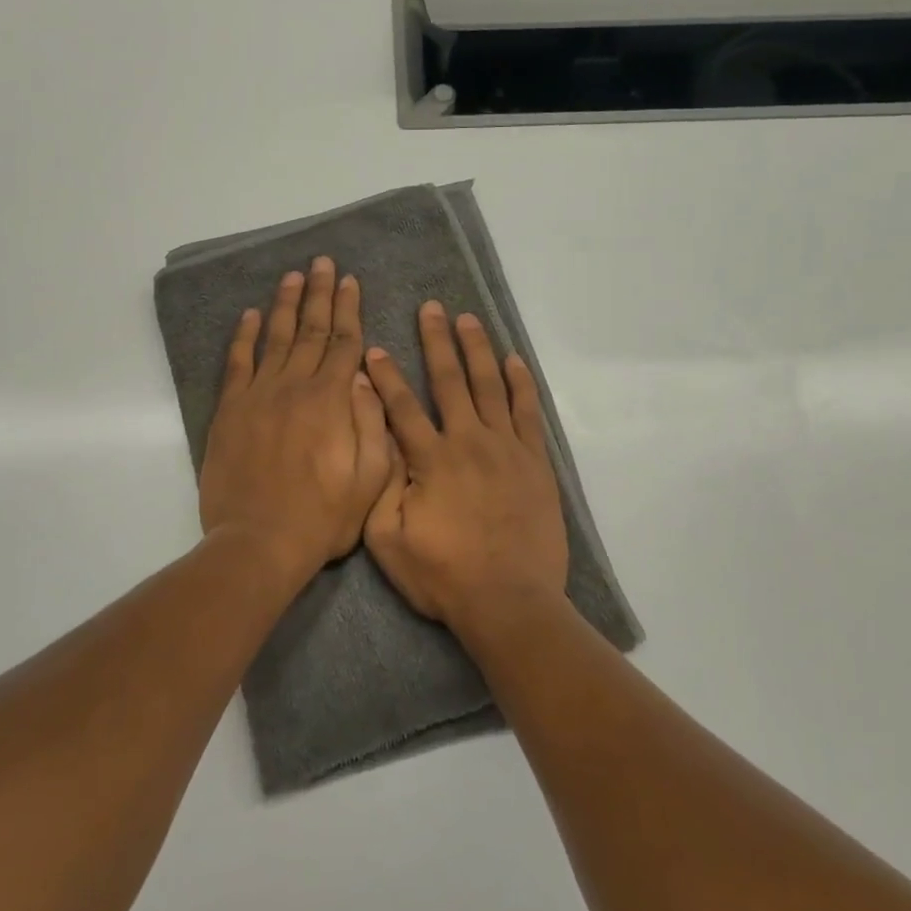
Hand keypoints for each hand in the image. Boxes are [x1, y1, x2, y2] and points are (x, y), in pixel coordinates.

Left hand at [199, 257, 391, 587]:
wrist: (258, 543)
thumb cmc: (322, 517)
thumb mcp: (371, 479)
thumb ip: (373, 423)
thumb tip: (367, 377)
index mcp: (332, 401)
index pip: (345, 343)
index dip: (350, 309)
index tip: (352, 281)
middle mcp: (295, 387)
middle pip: (312, 330)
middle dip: (321, 294)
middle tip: (323, 262)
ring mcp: (258, 396)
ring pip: (276, 338)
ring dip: (286, 304)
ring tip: (294, 276)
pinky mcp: (230, 411)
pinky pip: (238, 363)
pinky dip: (244, 337)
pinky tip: (250, 316)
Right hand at [361, 301, 569, 630]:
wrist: (509, 602)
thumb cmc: (443, 575)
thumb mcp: (388, 539)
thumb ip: (380, 485)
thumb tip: (377, 439)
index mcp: (430, 460)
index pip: (402, 406)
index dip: (386, 376)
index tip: (375, 348)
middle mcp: (468, 441)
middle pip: (449, 381)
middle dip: (437, 342)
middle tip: (432, 308)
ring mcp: (506, 449)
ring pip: (490, 386)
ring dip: (477, 350)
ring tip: (469, 320)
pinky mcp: (535, 463)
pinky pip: (527, 413)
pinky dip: (520, 384)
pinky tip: (514, 361)